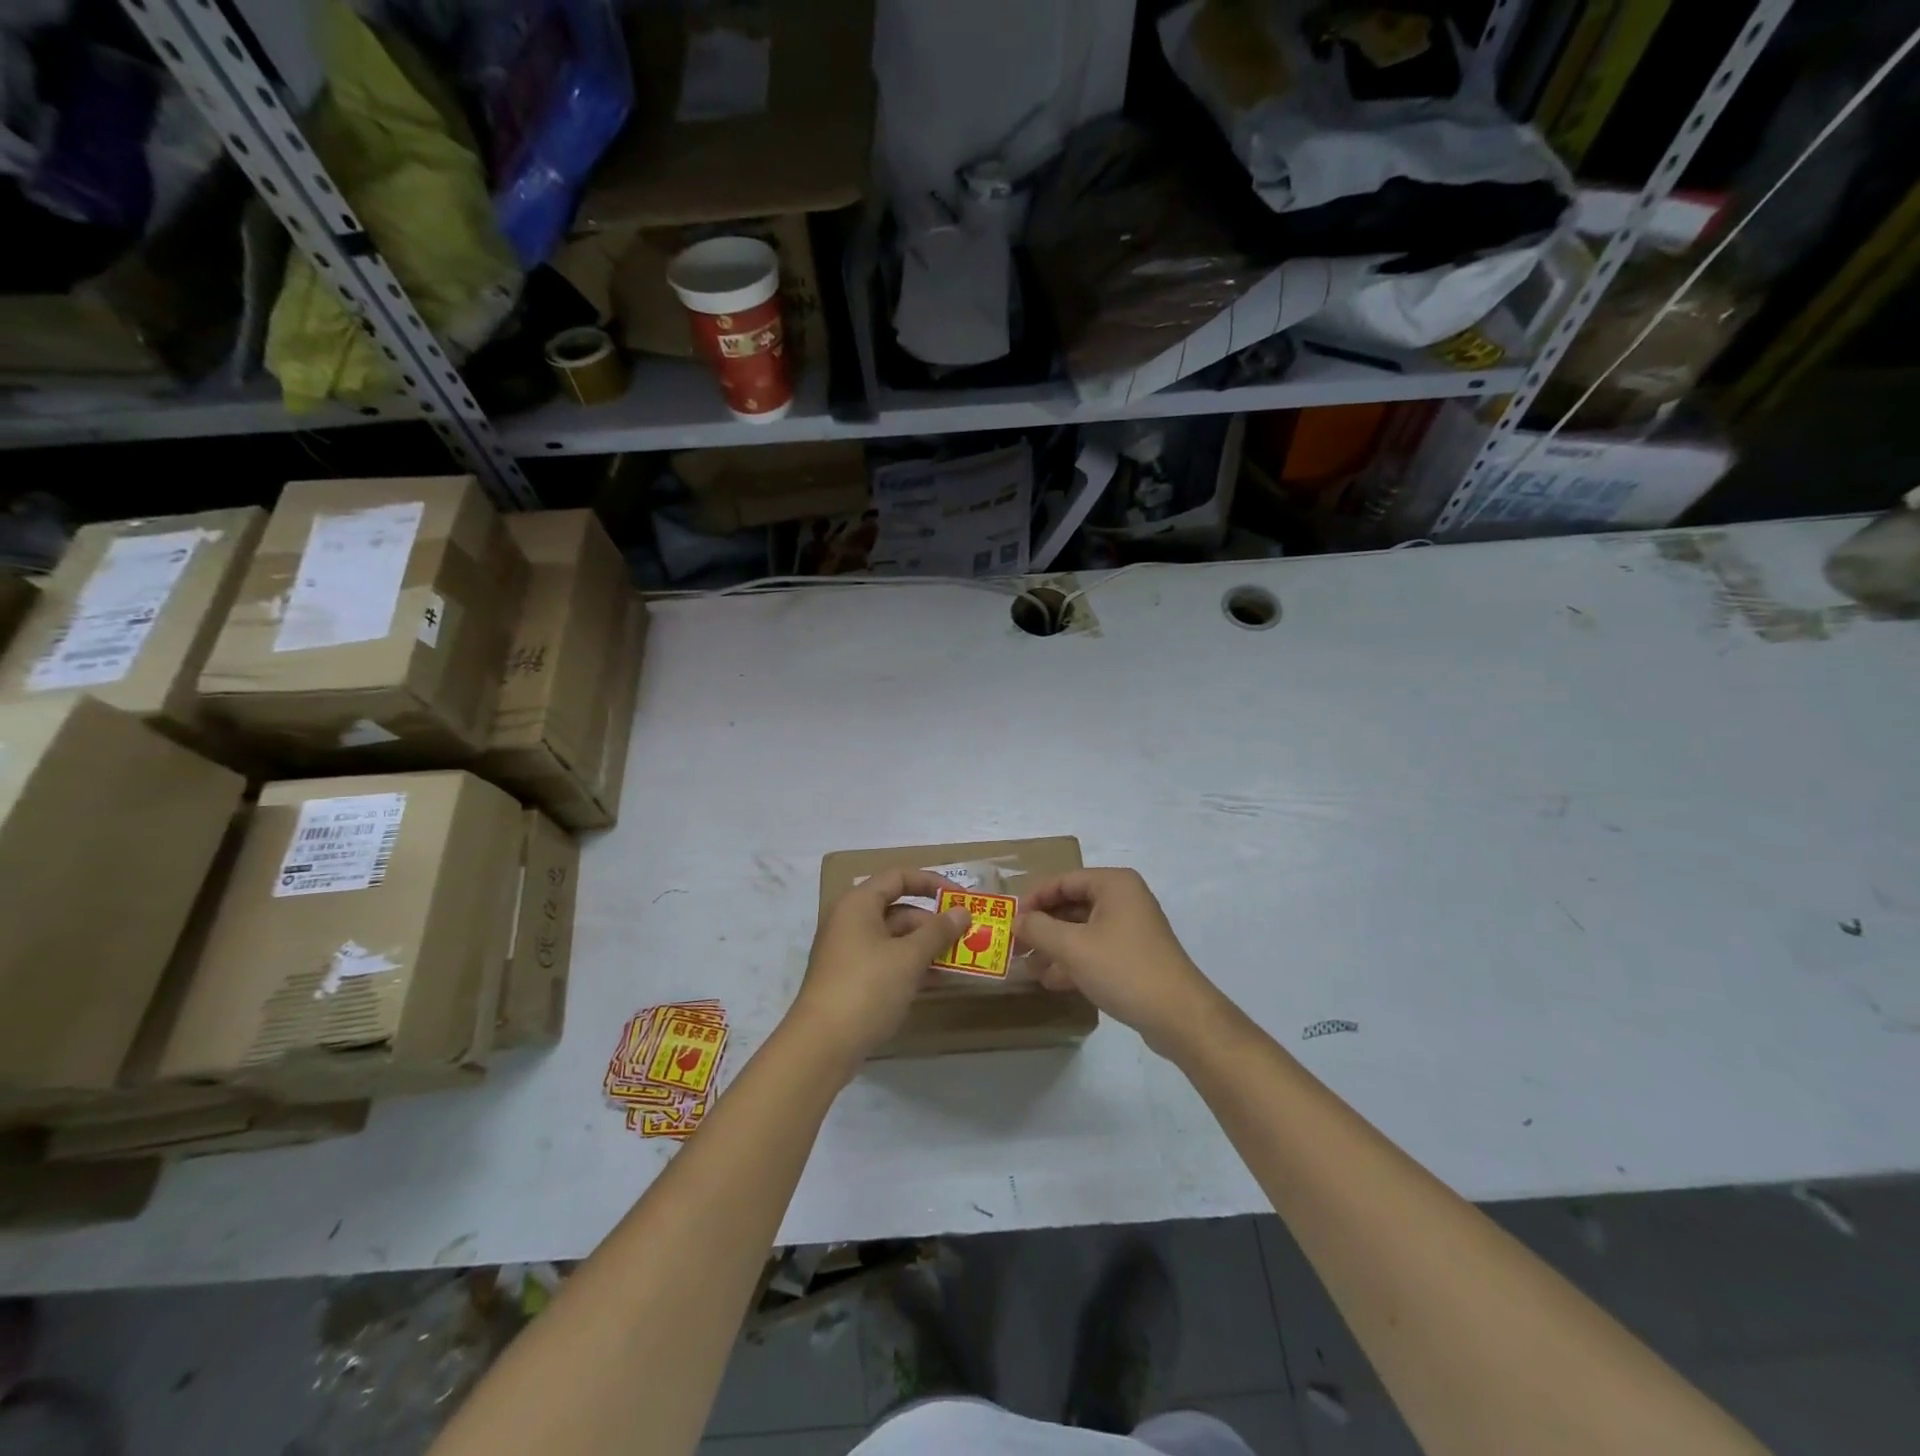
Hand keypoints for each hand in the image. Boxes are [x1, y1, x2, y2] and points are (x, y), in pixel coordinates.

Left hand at [787, 870, 972, 1072]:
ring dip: (926, 946)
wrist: (821, 1046)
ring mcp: (849, 952)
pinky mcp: (851, 980)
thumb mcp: (909, 957)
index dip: (933, 883)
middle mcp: (851, 921)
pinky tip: (937, 982)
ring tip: (959, 960)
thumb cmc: (867, 988)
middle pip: (898, 908)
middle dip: (934, 921)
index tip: (962, 899)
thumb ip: (938, 931)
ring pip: (895, 938)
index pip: (899, 877)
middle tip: (966, 936)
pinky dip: (911, 966)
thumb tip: (962, 912)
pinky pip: (887, 961)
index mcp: (859, 904)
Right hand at [1016, 868, 1221, 1057]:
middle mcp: (1125, 899)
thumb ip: (1038, 929)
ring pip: (1083, 930)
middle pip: (1072, 904)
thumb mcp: (1072, 947)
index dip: (1033, 899)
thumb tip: (1016, 921)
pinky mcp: (1135, 956)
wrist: (1178, 1015)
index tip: (1009, 920)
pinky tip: (1052, 981)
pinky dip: (1074, 961)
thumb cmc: (1123, 969)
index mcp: (1114, 884)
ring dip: (1055, 946)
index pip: (1063, 880)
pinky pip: (1096, 950)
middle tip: (1015, 944)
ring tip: (1028, 966)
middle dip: (1043, 926)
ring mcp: (1132, 929)